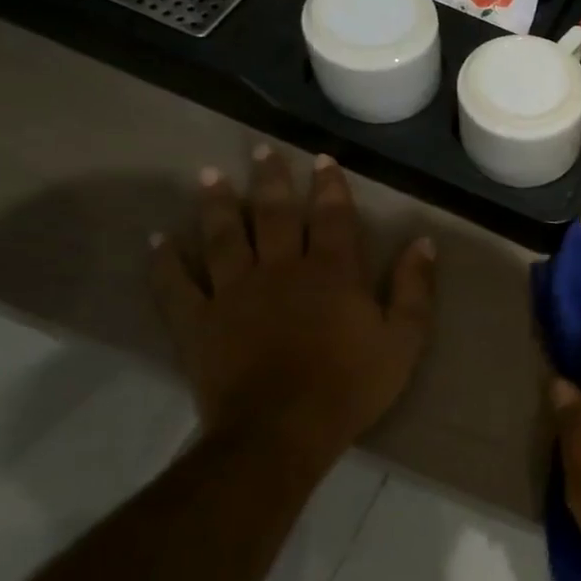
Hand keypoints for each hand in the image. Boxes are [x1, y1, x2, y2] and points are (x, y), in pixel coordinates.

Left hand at [150, 146, 435, 467]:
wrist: (283, 430)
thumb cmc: (351, 384)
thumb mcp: (404, 339)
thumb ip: (414, 288)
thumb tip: (423, 242)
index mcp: (332, 272)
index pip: (333, 217)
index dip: (330, 186)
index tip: (323, 159)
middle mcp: (281, 269)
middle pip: (275, 215)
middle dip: (271, 180)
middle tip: (261, 150)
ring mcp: (234, 292)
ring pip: (223, 237)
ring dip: (217, 204)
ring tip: (208, 175)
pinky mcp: (198, 321)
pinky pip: (175, 284)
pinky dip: (164, 261)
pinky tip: (157, 239)